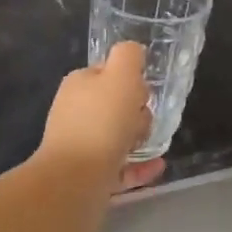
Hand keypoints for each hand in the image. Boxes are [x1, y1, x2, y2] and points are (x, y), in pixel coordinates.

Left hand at [39, 41, 163, 191]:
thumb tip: (133, 51)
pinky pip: (119, 167)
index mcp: (78, 85)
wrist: (75, 180)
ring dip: (139, 139)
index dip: (131, 81)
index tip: (145, 94)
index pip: (108, 74)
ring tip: (154, 144)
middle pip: (114, 107)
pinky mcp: (87, 175)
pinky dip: (139, 166)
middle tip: (146, 122)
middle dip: (137, 113)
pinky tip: (157, 166)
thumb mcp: (121, 75)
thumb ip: (129, 56)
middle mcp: (74, 113)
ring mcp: (79, 146)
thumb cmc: (102, 122)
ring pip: (116, 137)